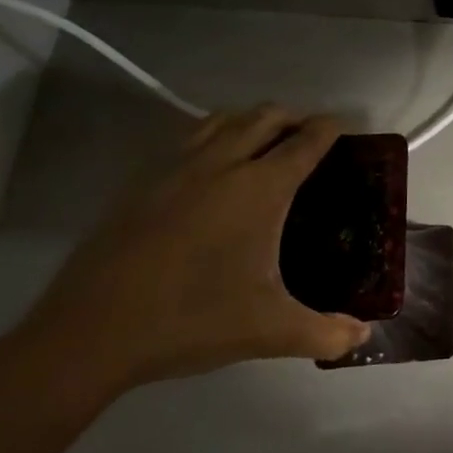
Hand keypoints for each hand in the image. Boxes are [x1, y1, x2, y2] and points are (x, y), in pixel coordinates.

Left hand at [9, 105, 370, 401]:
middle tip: (309, 136)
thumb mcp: (270, 331)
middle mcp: (219, 165)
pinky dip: (210, 136)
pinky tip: (209, 169)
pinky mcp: (138, 185)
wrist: (89, 334)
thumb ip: (326, 333)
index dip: (329, 129)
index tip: (344, 127)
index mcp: (260, 189)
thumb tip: (363, 335)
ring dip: (249, 121)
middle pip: (263, 117)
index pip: (304, 142)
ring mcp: (173, 170)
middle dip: (292, 117)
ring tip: (263, 142)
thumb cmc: (192, 320)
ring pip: (219, 120)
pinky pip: (185, 140)